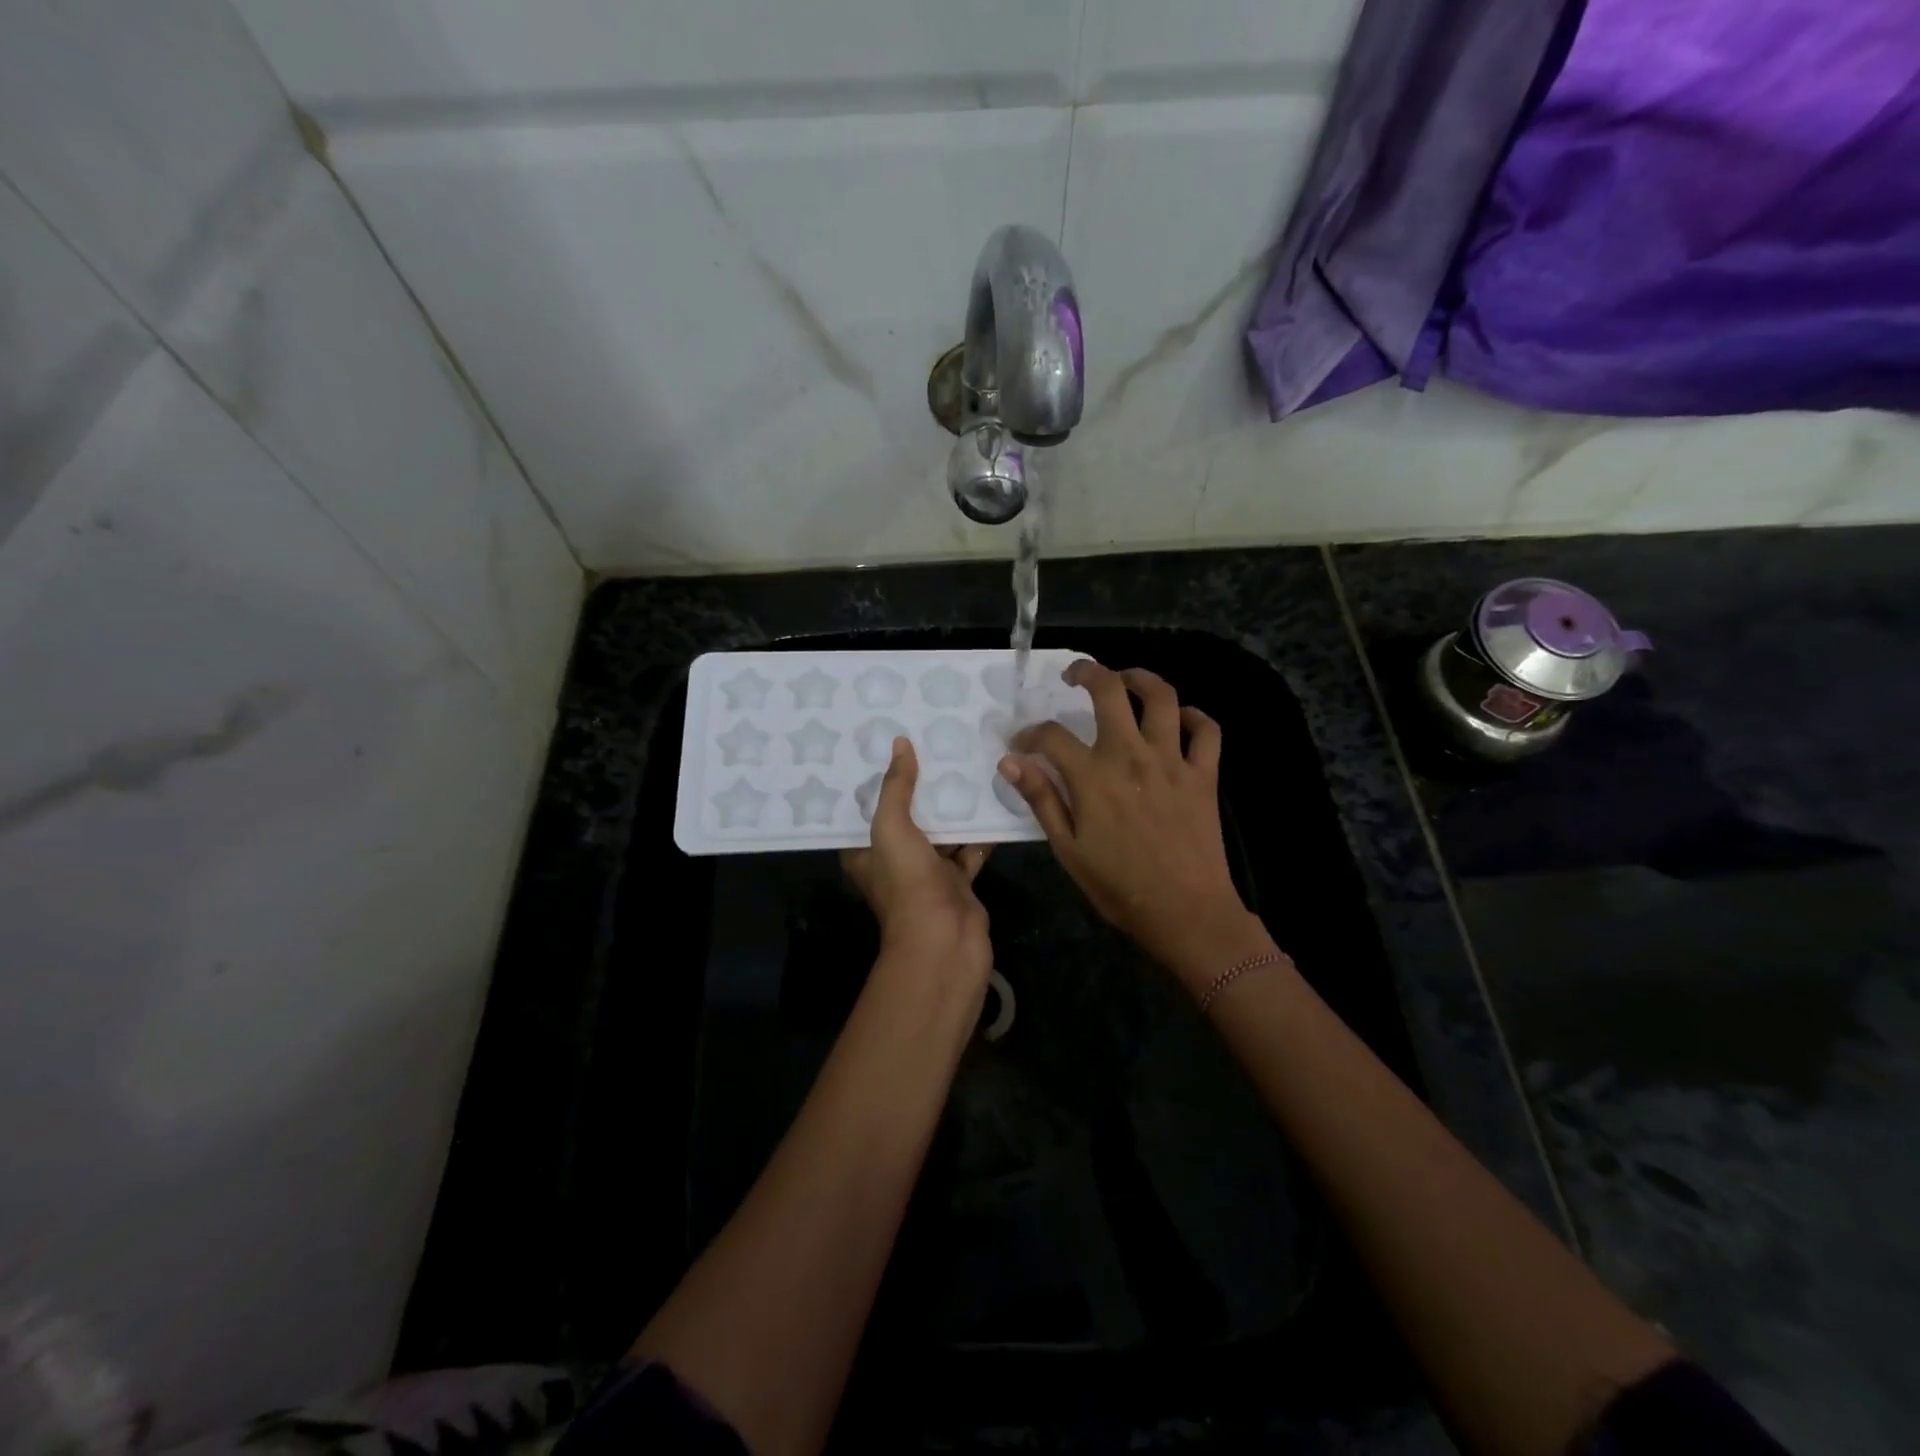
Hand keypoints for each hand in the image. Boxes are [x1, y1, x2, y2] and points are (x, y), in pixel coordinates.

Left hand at [841, 737, 993, 996]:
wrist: (945, 940)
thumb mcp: (892, 827)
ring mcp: (928, 872)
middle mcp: (893, 861)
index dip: (875, 779)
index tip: (889, 744)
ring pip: (941, 831)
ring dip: (953, 806)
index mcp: (865, 852)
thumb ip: (896, 786)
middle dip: (921, 786)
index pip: (865, 808)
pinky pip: (969, 848)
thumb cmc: (907, 883)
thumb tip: (900, 743)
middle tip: (935, 745)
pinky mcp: (958, 881)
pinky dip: (980, 830)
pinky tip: (994, 798)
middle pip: (907, 816)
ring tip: (967, 763)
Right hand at [997, 661, 1271, 990]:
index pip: (1052, 735)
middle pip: (1110, 690)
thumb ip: (1041, 800)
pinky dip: (1194, 716)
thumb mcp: (1069, 850)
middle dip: (1087, 672)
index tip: (1022, 744)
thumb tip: (1010, 762)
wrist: (1187, 913)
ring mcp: (1173, 761)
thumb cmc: (1120, 888)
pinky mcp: (1204, 774)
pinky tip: (1178, 719)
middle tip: (1075, 676)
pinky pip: (1206, 730)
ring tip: (1125, 680)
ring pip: (1161, 696)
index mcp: (1094, 777)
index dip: (1030, 734)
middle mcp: (1132, 756)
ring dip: (1140, 678)